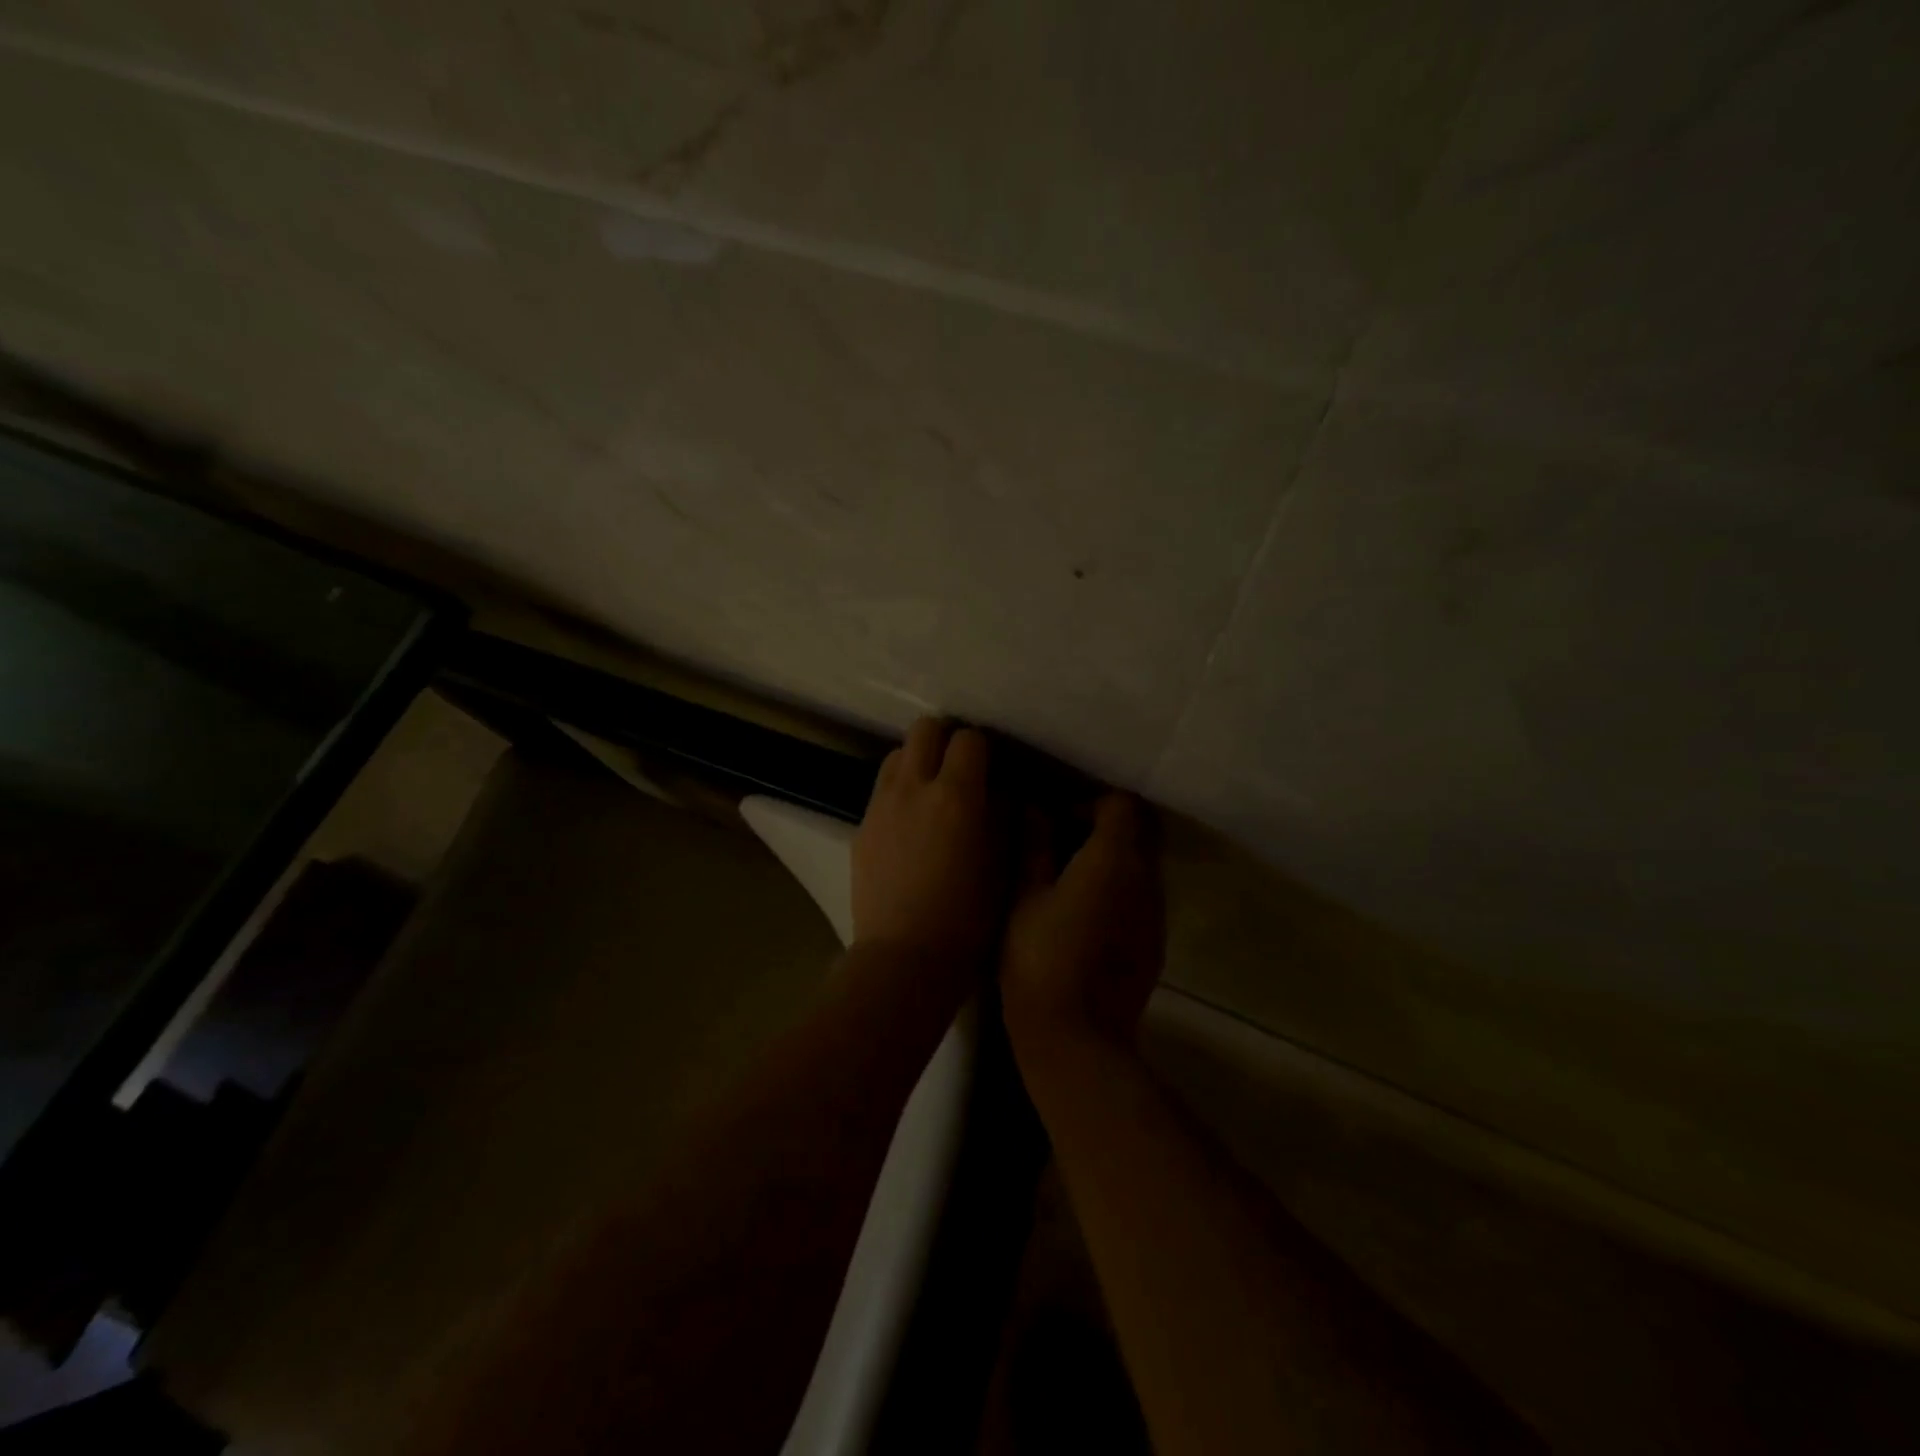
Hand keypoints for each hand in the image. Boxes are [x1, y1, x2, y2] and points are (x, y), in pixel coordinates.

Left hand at [851, 718, 1009, 974]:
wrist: (905, 957)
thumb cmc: (969, 917)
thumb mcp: (1003, 863)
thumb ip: (1001, 815)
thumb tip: (997, 790)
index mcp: (956, 795)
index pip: (969, 739)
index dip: (983, 749)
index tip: (991, 769)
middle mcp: (913, 787)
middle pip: (924, 730)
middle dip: (944, 740)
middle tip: (959, 768)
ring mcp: (881, 805)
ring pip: (896, 754)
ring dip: (917, 762)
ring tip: (931, 792)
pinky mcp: (861, 827)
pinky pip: (881, 790)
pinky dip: (898, 792)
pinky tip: (909, 825)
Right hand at [1000, 794, 1164, 1068]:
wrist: (1077, 1036)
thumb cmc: (1039, 959)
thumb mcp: (1024, 897)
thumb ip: (1032, 845)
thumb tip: (1034, 809)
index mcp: (1113, 859)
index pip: (1121, 804)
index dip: (1088, 803)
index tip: (1057, 822)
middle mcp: (1146, 878)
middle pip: (1139, 829)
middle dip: (1105, 826)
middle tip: (1063, 844)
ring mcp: (1156, 912)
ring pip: (1142, 863)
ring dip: (1112, 858)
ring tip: (1070, 879)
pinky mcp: (1156, 940)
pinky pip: (1142, 895)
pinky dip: (1119, 888)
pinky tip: (1086, 913)